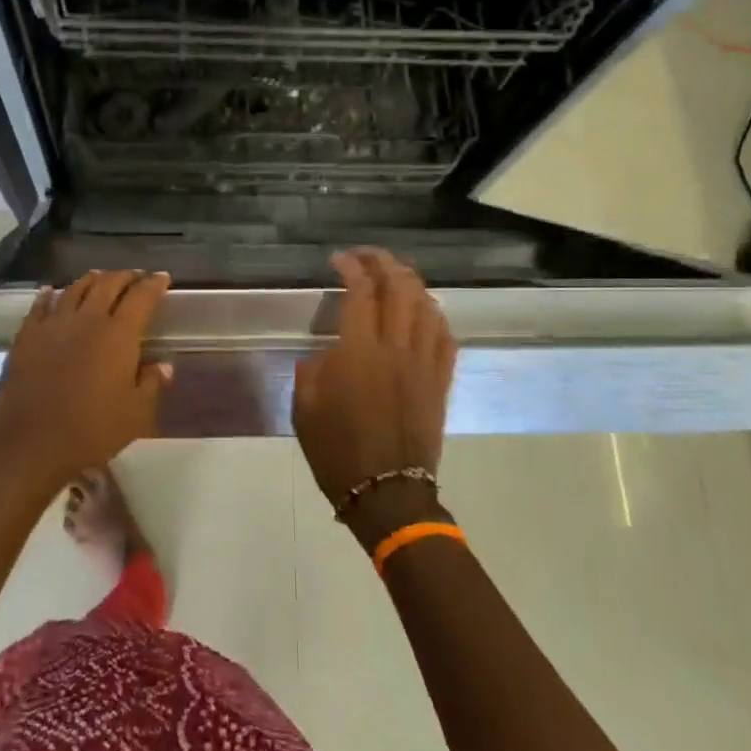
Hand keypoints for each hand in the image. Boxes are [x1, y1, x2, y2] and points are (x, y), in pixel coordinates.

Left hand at [0, 271, 172, 488]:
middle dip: (125, 276)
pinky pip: (40, 306)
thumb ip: (151, 384)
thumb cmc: (91, 430)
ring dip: (91, 280)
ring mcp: (54, 324)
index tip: (162, 278)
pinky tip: (51, 292)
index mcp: (118, 334)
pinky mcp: (27, 336)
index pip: (141, 297)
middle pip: (108, 284)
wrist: (29, 442)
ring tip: (100, 277)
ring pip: (75, 289)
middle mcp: (87, 319)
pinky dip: (50, 295)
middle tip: (135, 276)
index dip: (154, 284)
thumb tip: (162, 365)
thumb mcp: (135, 414)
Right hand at [293, 250, 457, 547]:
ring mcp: (424, 365)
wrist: (387, 494)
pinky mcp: (440, 383)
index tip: (339, 259)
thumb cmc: (337, 452)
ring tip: (396, 276)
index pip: (361, 292)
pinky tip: (426, 312)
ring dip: (412, 283)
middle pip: (399, 289)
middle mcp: (396, 349)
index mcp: (358, 353)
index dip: (352, 267)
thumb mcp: (304, 409)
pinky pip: (446, 339)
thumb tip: (327, 354)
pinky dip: (436, 316)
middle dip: (385, 263)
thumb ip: (312, 371)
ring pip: (427, 308)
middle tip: (368, 257)